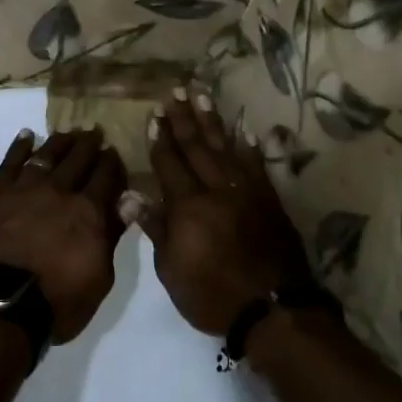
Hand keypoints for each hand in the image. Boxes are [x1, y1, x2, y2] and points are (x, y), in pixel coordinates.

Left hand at [0, 128, 127, 344]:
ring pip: (47, 154)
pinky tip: (26, 135)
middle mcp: (59, 191)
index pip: (106, 177)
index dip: (112, 163)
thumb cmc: (56, 301)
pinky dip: (19, 146)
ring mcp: (25, 189)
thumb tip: (129, 201)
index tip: (115, 152)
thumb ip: (112, 235)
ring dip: (60, 141)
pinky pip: (10, 162)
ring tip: (68, 132)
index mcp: (89, 212)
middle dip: (89, 145)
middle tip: (95, 132)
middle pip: (78, 159)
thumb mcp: (99, 277)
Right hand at [122, 89, 314, 334]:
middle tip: (176, 92)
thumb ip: (154, 226)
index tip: (154, 115)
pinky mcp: (269, 201)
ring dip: (213, 122)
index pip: (169, 164)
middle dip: (183, 120)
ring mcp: (246, 192)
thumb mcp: (171, 268)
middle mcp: (216, 189)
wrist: (273, 309)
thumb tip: (128, 194)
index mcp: (187, 205)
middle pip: (197, 148)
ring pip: (226, 149)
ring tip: (203, 97)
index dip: (160, 140)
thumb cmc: (211, 294)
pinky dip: (249, 146)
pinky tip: (244, 131)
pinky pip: (257, 165)